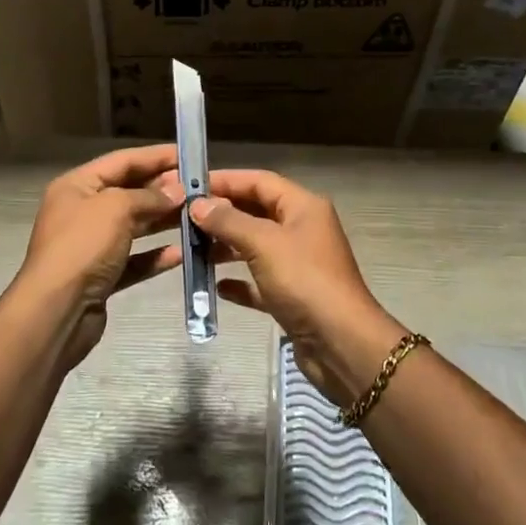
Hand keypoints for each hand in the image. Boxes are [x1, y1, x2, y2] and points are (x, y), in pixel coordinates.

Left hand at [15, 144, 185, 366]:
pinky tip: (181, 254)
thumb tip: (177, 192)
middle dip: (163, 189)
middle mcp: (82, 211)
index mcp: (77, 186)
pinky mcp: (101, 276)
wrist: (56, 311)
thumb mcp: (116, 208)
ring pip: (133, 226)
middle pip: (129, 192)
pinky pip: (133, 260)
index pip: (122, 161)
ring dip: (163, 221)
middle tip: (200, 189)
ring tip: (198, 217)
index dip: (155, 156)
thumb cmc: (83, 247)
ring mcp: (91, 246)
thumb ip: (149, 196)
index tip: (188, 155)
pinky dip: (155, 256)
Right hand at [190, 170, 406, 405]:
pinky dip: (239, 282)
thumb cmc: (304, 281)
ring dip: (226, 248)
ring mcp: (299, 264)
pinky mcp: (293, 297)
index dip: (226, 180)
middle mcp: (302, 230)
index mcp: (303, 207)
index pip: (260, 181)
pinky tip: (216, 288)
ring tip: (192, 251)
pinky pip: (259, 282)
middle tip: (184, 219)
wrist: (341, 343)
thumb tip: (198, 204)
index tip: (190, 185)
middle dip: (222, 214)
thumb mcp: (263, 243)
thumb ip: (228, 221)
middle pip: (256, 212)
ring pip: (255, 247)